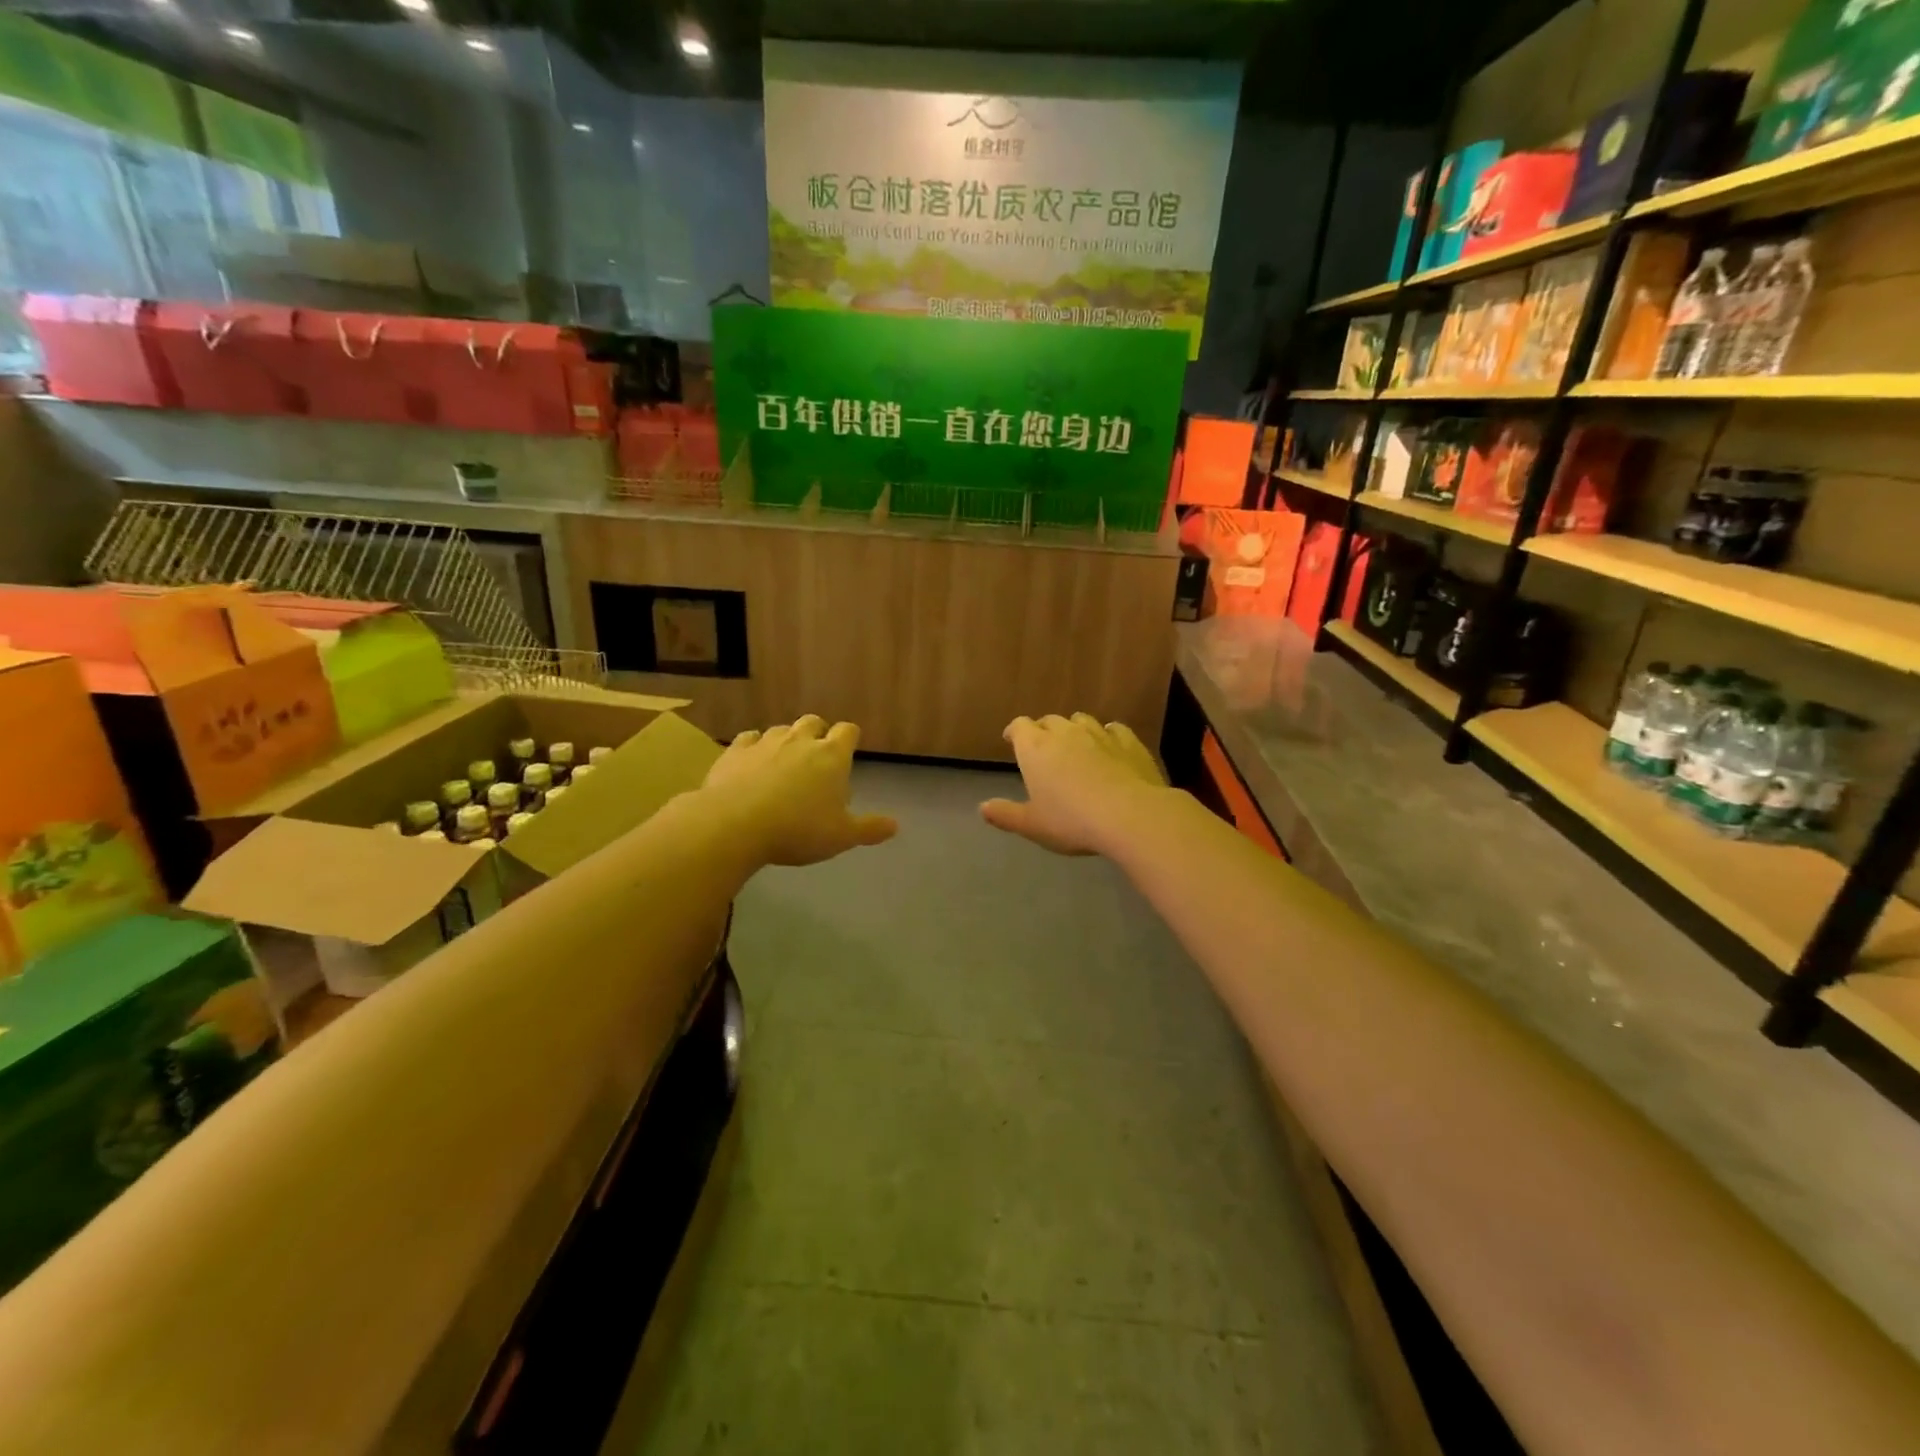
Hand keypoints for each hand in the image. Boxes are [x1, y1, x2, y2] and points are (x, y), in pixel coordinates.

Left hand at [703, 716, 897, 867]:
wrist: (735, 824)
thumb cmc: (798, 830)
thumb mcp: (841, 836)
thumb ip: (869, 829)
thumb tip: (895, 825)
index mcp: (832, 756)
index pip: (848, 731)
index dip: (849, 738)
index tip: (848, 751)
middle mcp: (801, 740)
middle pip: (814, 722)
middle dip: (817, 734)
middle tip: (815, 759)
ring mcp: (766, 742)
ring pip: (781, 729)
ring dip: (785, 741)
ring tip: (783, 763)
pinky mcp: (735, 751)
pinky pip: (748, 739)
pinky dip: (753, 747)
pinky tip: (751, 763)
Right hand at [981, 713, 1168, 856]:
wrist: (1129, 815)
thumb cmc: (1071, 821)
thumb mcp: (1032, 825)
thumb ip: (1006, 814)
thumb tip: (982, 808)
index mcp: (1035, 748)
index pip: (1020, 727)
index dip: (1015, 732)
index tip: (1012, 740)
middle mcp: (1065, 732)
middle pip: (1049, 720)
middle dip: (1043, 730)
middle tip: (1043, 748)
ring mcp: (1099, 733)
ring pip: (1081, 720)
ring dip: (1074, 729)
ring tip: (1075, 745)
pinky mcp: (1128, 741)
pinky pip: (1113, 729)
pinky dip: (1107, 735)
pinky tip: (1109, 746)